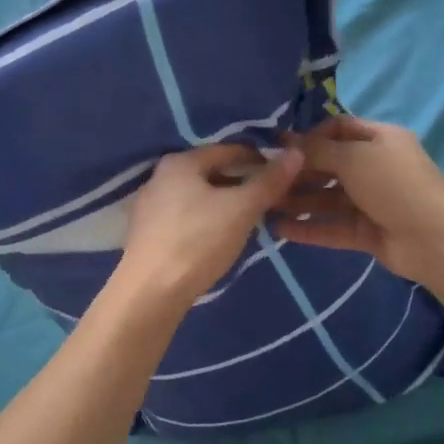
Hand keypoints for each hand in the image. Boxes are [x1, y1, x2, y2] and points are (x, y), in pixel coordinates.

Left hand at [116, 144, 304, 309]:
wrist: (151, 292)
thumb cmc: (198, 242)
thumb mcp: (241, 209)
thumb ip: (269, 181)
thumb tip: (296, 153)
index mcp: (180, 162)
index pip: (229, 150)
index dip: (259, 160)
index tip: (282, 176)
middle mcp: (160, 176)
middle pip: (212, 172)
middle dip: (242, 183)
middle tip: (270, 199)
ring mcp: (150, 206)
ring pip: (199, 195)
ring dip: (225, 203)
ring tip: (250, 219)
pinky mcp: (148, 233)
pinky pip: (186, 216)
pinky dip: (207, 219)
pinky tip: (220, 237)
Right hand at [271, 116, 443, 286]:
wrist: (435, 239)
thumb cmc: (394, 185)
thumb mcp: (353, 158)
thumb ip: (316, 150)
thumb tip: (284, 140)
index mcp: (380, 139)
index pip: (339, 129)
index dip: (310, 136)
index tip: (281, 148)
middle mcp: (376, 167)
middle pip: (330, 165)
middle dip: (300, 172)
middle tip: (268, 180)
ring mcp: (372, 202)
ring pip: (329, 198)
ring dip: (300, 201)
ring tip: (268, 206)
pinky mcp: (367, 232)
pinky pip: (333, 227)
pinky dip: (310, 228)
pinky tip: (281, 230)